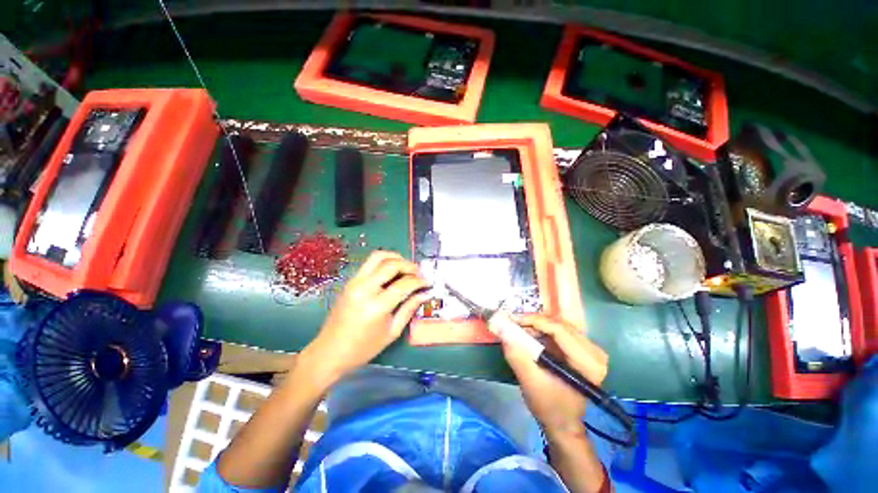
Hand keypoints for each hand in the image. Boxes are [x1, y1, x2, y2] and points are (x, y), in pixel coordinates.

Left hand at [299, 251, 429, 386]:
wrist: (329, 352)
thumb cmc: (363, 348)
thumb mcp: (392, 332)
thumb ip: (409, 309)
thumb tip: (425, 293)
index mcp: (376, 306)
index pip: (404, 284)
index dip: (419, 281)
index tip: (428, 283)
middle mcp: (365, 288)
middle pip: (392, 264)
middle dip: (409, 266)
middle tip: (419, 273)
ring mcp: (355, 282)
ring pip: (378, 256)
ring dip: (396, 258)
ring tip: (406, 268)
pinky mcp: (350, 281)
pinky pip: (370, 263)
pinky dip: (384, 262)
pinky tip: (392, 272)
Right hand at [503, 314, 608, 436]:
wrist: (563, 423)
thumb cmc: (549, 406)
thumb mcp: (529, 381)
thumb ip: (516, 353)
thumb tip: (500, 326)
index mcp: (588, 363)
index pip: (559, 329)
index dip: (534, 320)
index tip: (512, 320)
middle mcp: (594, 352)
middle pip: (562, 321)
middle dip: (536, 318)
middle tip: (515, 317)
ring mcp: (590, 349)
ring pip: (561, 322)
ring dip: (539, 321)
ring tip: (520, 323)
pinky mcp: (583, 348)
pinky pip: (561, 328)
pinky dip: (544, 327)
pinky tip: (530, 329)